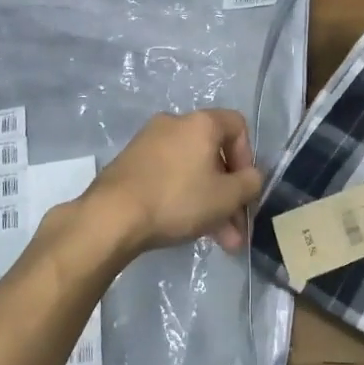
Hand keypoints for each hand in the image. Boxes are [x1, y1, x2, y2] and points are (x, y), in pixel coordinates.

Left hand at [82, 109, 263, 257]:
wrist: (112, 215)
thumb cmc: (178, 199)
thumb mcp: (227, 196)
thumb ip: (250, 183)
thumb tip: (251, 178)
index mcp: (200, 123)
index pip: (237, 126)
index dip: (248, 158)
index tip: (245, 188)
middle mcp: (174, 123)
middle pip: (214, 155)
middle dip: (228, 195)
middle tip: (236, 230)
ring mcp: (149, 142)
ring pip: (192, 171)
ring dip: (209, 203)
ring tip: (219, 242)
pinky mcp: (131, 163)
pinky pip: (168, 176)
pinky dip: (183, 198)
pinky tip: (188, 230)